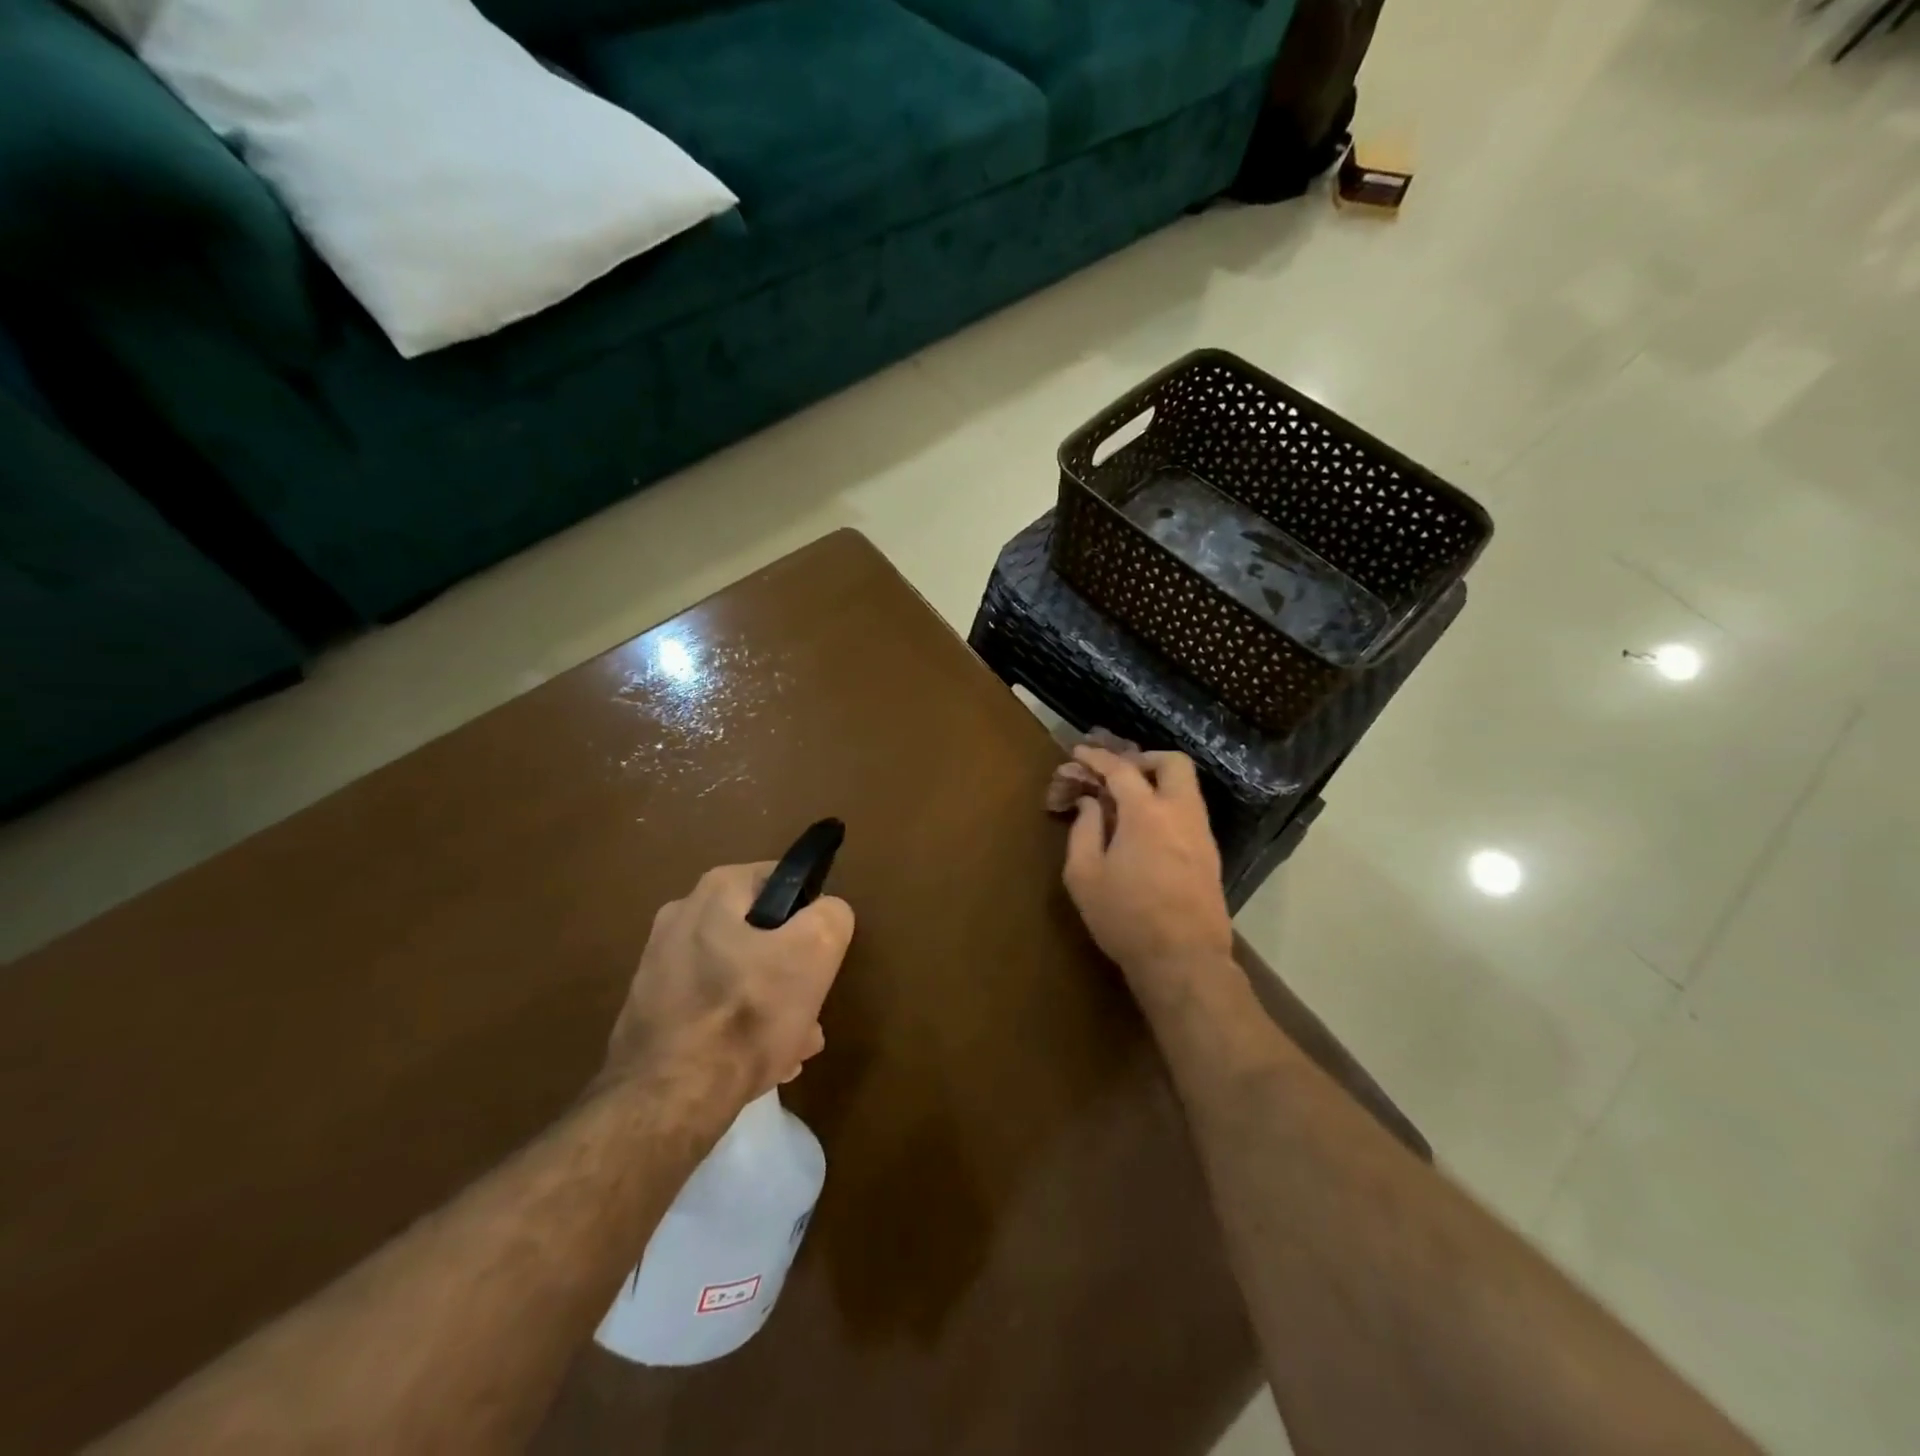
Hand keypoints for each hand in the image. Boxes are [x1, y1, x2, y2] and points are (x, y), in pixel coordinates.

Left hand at [603, 863, 854, 1103]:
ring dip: (769, 1005)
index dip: (810, 917)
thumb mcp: (815, 951)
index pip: (782, 881)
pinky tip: (757, 1063)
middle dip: (790, 973)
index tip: (820, 957)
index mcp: (715, 891)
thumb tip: (826, 914)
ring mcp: (659, 967)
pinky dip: (736, 1028)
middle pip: (760, 935)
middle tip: (809, 1010)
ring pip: (737, 976)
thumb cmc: (747, 1013)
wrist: (668, 1100)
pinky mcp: (650, 1012)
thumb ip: (831, 916)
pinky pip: (710, 1008)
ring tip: (790, 1047)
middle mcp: (680, 918)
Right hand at [1062, 747, 1233, 995]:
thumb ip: (1083, 830)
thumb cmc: (1125, 917)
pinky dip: (1167, 806)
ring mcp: (1201, 834)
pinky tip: (1146, 830)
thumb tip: (1090, 803)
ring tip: (1127, 803)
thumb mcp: (1084, 875)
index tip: (1079, 753)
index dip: (1097, 757)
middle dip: (1143, 759)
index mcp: (1146, 813)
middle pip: (1173, 763)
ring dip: (1157, 783)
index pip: (1121, 769)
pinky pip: (1189, 813)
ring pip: (1187, 788)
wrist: (1183, 960)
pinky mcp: (1210, 856)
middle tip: (1117, 774)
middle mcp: (1181, 813)